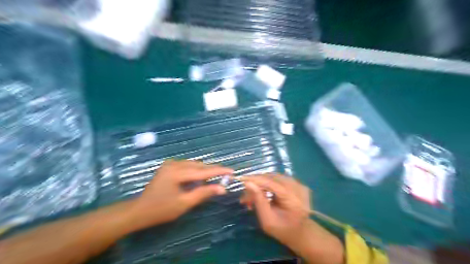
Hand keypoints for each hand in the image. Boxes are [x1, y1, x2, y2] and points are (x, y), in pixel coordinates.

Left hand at [129, 159, 231, 227]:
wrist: (139, 210)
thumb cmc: (161, 210)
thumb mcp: (184, 203)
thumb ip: (203, 193)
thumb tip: (222, 188)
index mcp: (176, 173)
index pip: (203, 171)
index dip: (218, 171)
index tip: (232, 171)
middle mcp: (174, 164)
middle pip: (199, 165)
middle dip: (213, 170)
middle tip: (227, 174)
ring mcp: (170, 164)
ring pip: (194, 165)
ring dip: (205, 170)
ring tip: (217, 176)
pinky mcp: (169, 166)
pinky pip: (187, 166)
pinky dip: (197, 171)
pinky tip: (202, 177)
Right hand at [240, 176, 343, 263]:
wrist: (301, 233)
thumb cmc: (283, 230)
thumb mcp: (267, 220)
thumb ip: (258, 200)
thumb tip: (248, 183)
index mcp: (294, 199)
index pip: (272, 183)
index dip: (256, 179)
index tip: (241, 179)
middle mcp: (298, 188)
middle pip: (273, 178)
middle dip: (256, 183)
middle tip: (245, 194)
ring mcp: (299, 184)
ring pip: (274, 177)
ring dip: (261, 184)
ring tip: (251, 195)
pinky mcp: (297, 183)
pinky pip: (279, 179)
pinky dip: (268, 184)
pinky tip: (262, 192)